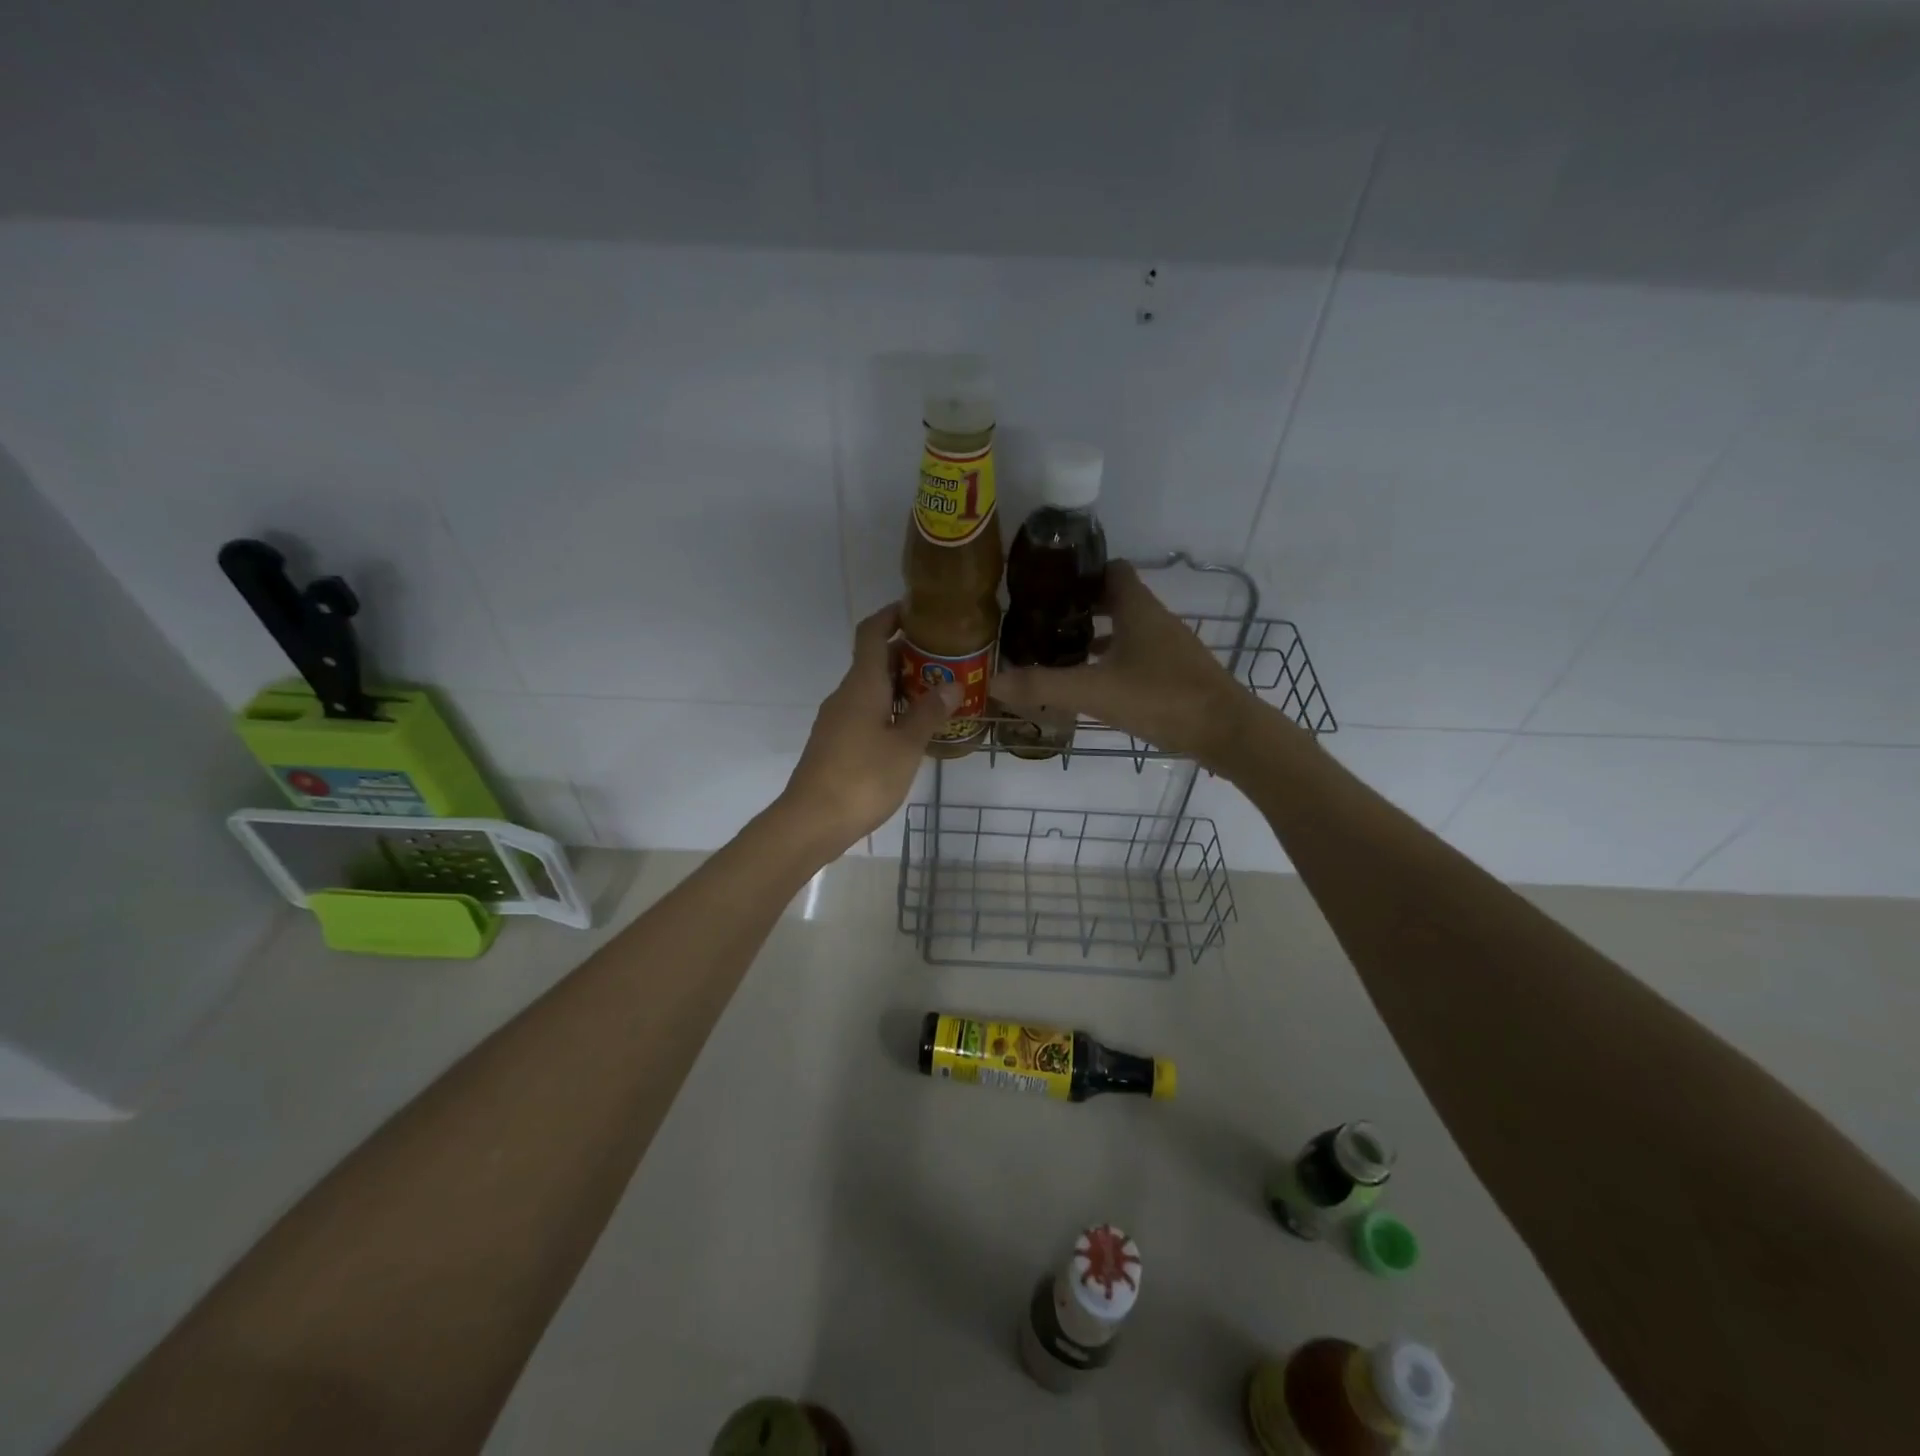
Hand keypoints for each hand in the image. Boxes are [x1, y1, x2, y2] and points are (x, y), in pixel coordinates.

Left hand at [777, 603, 956, 856]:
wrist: (812, 821)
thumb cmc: (863, 778)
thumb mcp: (906, 746)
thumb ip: (929, 713)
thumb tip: (952, 684)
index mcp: (862, 685)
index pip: (871, 634)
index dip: (891, 616)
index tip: (917, 610)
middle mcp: (845, 695)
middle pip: (873, 661)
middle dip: (906, 654)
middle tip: (944, 659)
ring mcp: (836, 719)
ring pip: (870, 689)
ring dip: (899, 685)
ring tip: (936, 693)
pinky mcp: (835, 742)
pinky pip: (864, 711)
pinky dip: (888, 708)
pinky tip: (911, 727)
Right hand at [993, 561, 1252, 767]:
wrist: (1226, 733)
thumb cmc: (1161, 698)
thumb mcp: (1095, 692)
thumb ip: (1044, 686)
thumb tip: (994, 681)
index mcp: (1138, 609)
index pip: (1110, 570)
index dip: (1081, 573)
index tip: (1048, 585)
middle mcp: (1156, 621)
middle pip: (1117, 600)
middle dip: (1082, 607)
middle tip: (1044, 621)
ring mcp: (1170, 648)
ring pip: (1127, 630)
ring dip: (1098, 636)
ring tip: (1060, 651)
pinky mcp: (1176, 674)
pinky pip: (1138, 656)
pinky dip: (1115, 662)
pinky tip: (1095, 684)